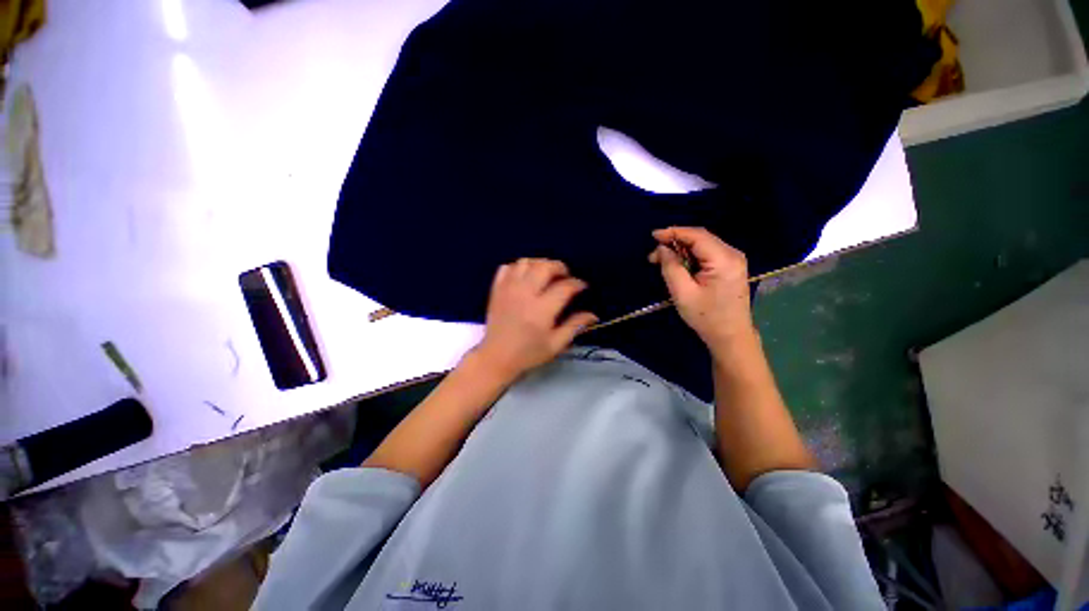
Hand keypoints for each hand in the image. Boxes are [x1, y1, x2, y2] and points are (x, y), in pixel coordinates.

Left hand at [471, 258, 597, 381]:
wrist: (496, 357)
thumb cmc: (528, 353)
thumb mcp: (556, 344)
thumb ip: (575, 326)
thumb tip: (594, 315)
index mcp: (542, 309)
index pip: (565, 287)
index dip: (577, 283)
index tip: (582, 287)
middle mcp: (525, 293)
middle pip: (545, 267)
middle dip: (560, 267)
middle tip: (565, 276)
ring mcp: (508, 289)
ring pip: (526, 262)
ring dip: (540, 264)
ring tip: (546, 274)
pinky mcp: (497, 289)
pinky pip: (507, 267)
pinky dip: (519, 267)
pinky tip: (525, 276)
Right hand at [648, 227, 755, 351]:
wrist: (731, 336)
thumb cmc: (706, 317)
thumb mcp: (682, 293)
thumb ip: (671, 267)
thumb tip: (662, 248)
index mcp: (724, 259)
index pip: (697, 235)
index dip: (674, 232)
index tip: (653, 236)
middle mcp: (732, 254)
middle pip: (700, 238)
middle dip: (675, 242)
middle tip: (654, 255)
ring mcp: (733, 260)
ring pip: (703, 245)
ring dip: (681, 250)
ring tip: (662, 261)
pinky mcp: (730, 267)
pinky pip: (707, 254)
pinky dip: (690, 256)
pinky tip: (678, 264)